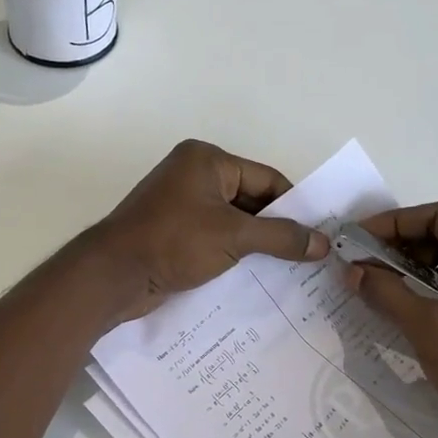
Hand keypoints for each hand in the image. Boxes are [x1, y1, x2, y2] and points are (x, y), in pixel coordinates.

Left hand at [91, 140, 329, 320]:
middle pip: (251, 199)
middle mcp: (194, 175)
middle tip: (309, 256)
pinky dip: (235, 253)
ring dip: (257, 244)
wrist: (114, 276)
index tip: (319, 235)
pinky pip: (215, 237)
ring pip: (233, 222)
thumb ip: (281, 237)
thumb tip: (323, 244)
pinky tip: (256, 276)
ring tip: (290, 270)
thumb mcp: (234, 236)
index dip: (295, 206)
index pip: (266, 179)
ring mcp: (181, 205)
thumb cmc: (174, 242)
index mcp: (207, 160)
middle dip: (276, 228)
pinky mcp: (173, 232)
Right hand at [344, 201, 437, 437]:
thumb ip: (387, 293)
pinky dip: (429, 285)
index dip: (396, 221)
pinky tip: (401, 299)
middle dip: (401, 244)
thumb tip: (351, 270)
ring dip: (412, 265)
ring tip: (375, 279)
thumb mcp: (427, 329)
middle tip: (362, 259)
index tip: (360, 237)